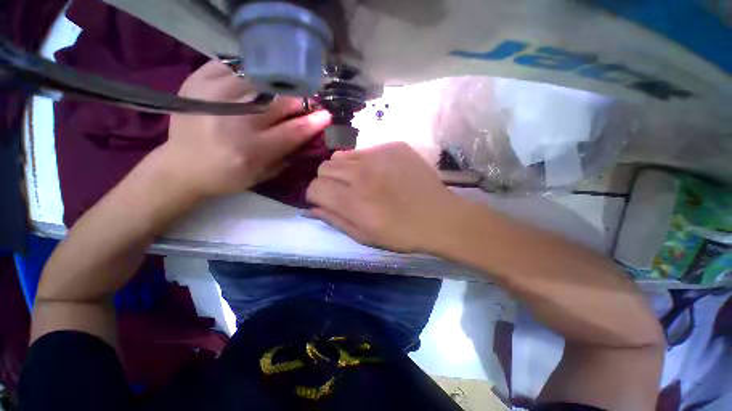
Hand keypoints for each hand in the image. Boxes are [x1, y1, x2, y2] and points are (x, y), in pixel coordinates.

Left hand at [160, 60, 330, 199]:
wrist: (180, 167)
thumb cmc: (226, 177)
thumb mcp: (261, 176)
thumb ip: (286, 156)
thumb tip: (306, 136)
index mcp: (251, 150)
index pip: (293, 131)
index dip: (313, 122)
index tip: (326, 115)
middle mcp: (233, 121)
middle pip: (278, 101)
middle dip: (299, 99)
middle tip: (306, 100)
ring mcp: (212, 97)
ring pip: (258, 78)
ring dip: (276, 84)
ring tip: (282, 89)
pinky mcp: (195, 83)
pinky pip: (230, 66)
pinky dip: (247, 71)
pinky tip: (253, 80)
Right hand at [306, 142, 464, 252]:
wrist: (439, 217)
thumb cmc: (401, 233)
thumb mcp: (365, 237)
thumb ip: (335, 220)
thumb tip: (314, 208)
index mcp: (353, 200)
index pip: (314, 187)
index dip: (316, 196)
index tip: (326, 201)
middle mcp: (361, 173)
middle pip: (324, 167)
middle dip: (328, 181)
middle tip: (344, 192)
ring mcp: (379, 155)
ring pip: (342, 155)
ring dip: (345, 169)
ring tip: (362, 181)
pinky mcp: (394, 146)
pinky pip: (366, 150)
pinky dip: (366, 162)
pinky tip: (382, 173)